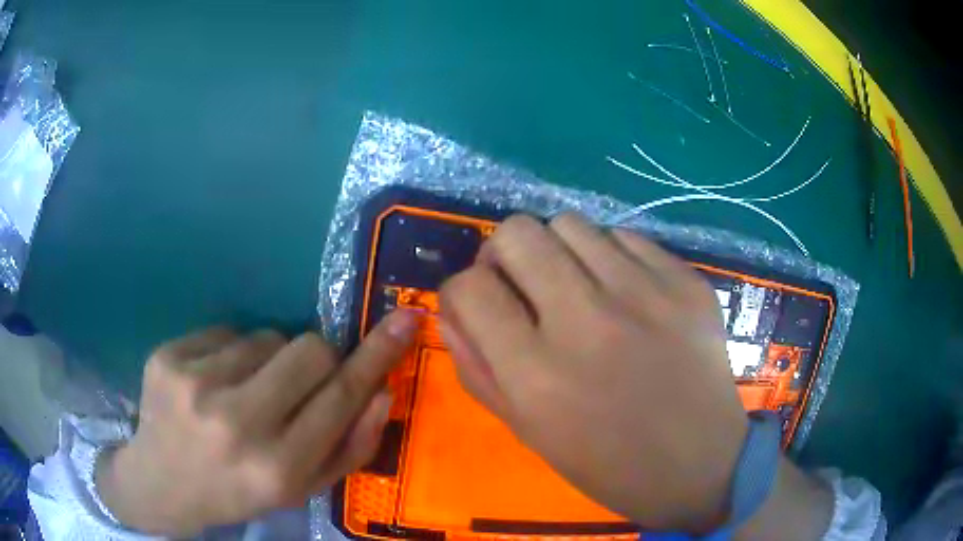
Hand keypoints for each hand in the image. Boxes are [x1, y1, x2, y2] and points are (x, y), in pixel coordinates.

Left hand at [96, 310, 417, 536]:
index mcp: (277, 467)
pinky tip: (210, 384)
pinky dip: (230, 354)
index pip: (341, 395)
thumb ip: (350, 446)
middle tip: (294, 385)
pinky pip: (226, 332)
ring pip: (266, 336)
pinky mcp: (168, 356)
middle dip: (316, 360)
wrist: (162, 483)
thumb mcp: (302, 488)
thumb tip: (382, 391)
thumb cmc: (239, 490)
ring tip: (242, 392)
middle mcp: (236, 423)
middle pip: (309, 348)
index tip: (406, 318)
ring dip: (267, 360)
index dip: (377, 355)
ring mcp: (195, 384)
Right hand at [439, 214, 747, 532]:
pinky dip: (609, 256)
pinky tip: (623, 291)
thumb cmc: (606, 463)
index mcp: (537, 375)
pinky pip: (625, 236)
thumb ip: (476, 367)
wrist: (699, 463)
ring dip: (557, 250)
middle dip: (503, 254)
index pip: (468, 288)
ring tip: (575, 285)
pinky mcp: (684, 281)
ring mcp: (644, 292)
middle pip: (516, 233)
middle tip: (522, 283)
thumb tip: (453, 308)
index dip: (461, 291)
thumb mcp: (527, 430)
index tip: (480, 304)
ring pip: (569, 222)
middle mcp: (587, 321)